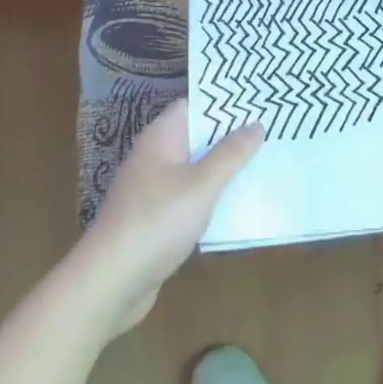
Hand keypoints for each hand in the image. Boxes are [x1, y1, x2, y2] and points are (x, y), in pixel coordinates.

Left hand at [81, 98, 261, 335]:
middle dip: (231, 134)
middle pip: (197, 136)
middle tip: (272, 128)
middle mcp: (155, 157)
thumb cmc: (156, 222)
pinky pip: (191, 196)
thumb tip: (256, 124)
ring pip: (196, 168)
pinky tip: (240, 201)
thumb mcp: (201, 186)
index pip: (194, 105)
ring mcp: (153, 189)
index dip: (225, 101)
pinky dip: (213, 195)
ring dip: (225, 167)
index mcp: (161, 138)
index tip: (259, 100)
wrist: (110, 282)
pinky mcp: (156, 218)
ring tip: (266, 160)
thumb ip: (230, 154)